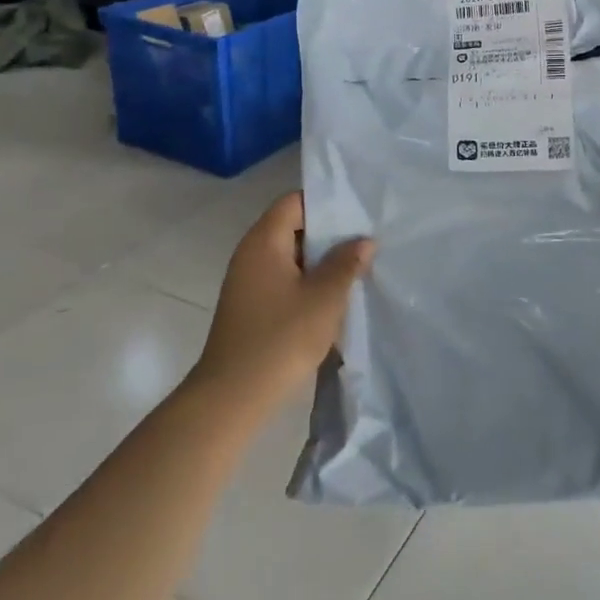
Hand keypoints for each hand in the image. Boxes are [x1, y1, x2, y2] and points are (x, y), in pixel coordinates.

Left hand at [190, 193, 373, 406]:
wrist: (233, 397)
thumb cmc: (280, 338)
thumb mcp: (324, 298)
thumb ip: (346, 264)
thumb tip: (363, 240)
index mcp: (263, 242)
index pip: (294, 202)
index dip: (325, 202)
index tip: (358, 211)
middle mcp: (251, 254)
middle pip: (292, 227)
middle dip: (329, 233)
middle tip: (366, 239)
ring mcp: (249, 282)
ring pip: (291, 256)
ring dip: (321, 260)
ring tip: (357, 266)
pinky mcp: (252, 307)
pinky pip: (285, 279)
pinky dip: (309, 281)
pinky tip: (334, 296)